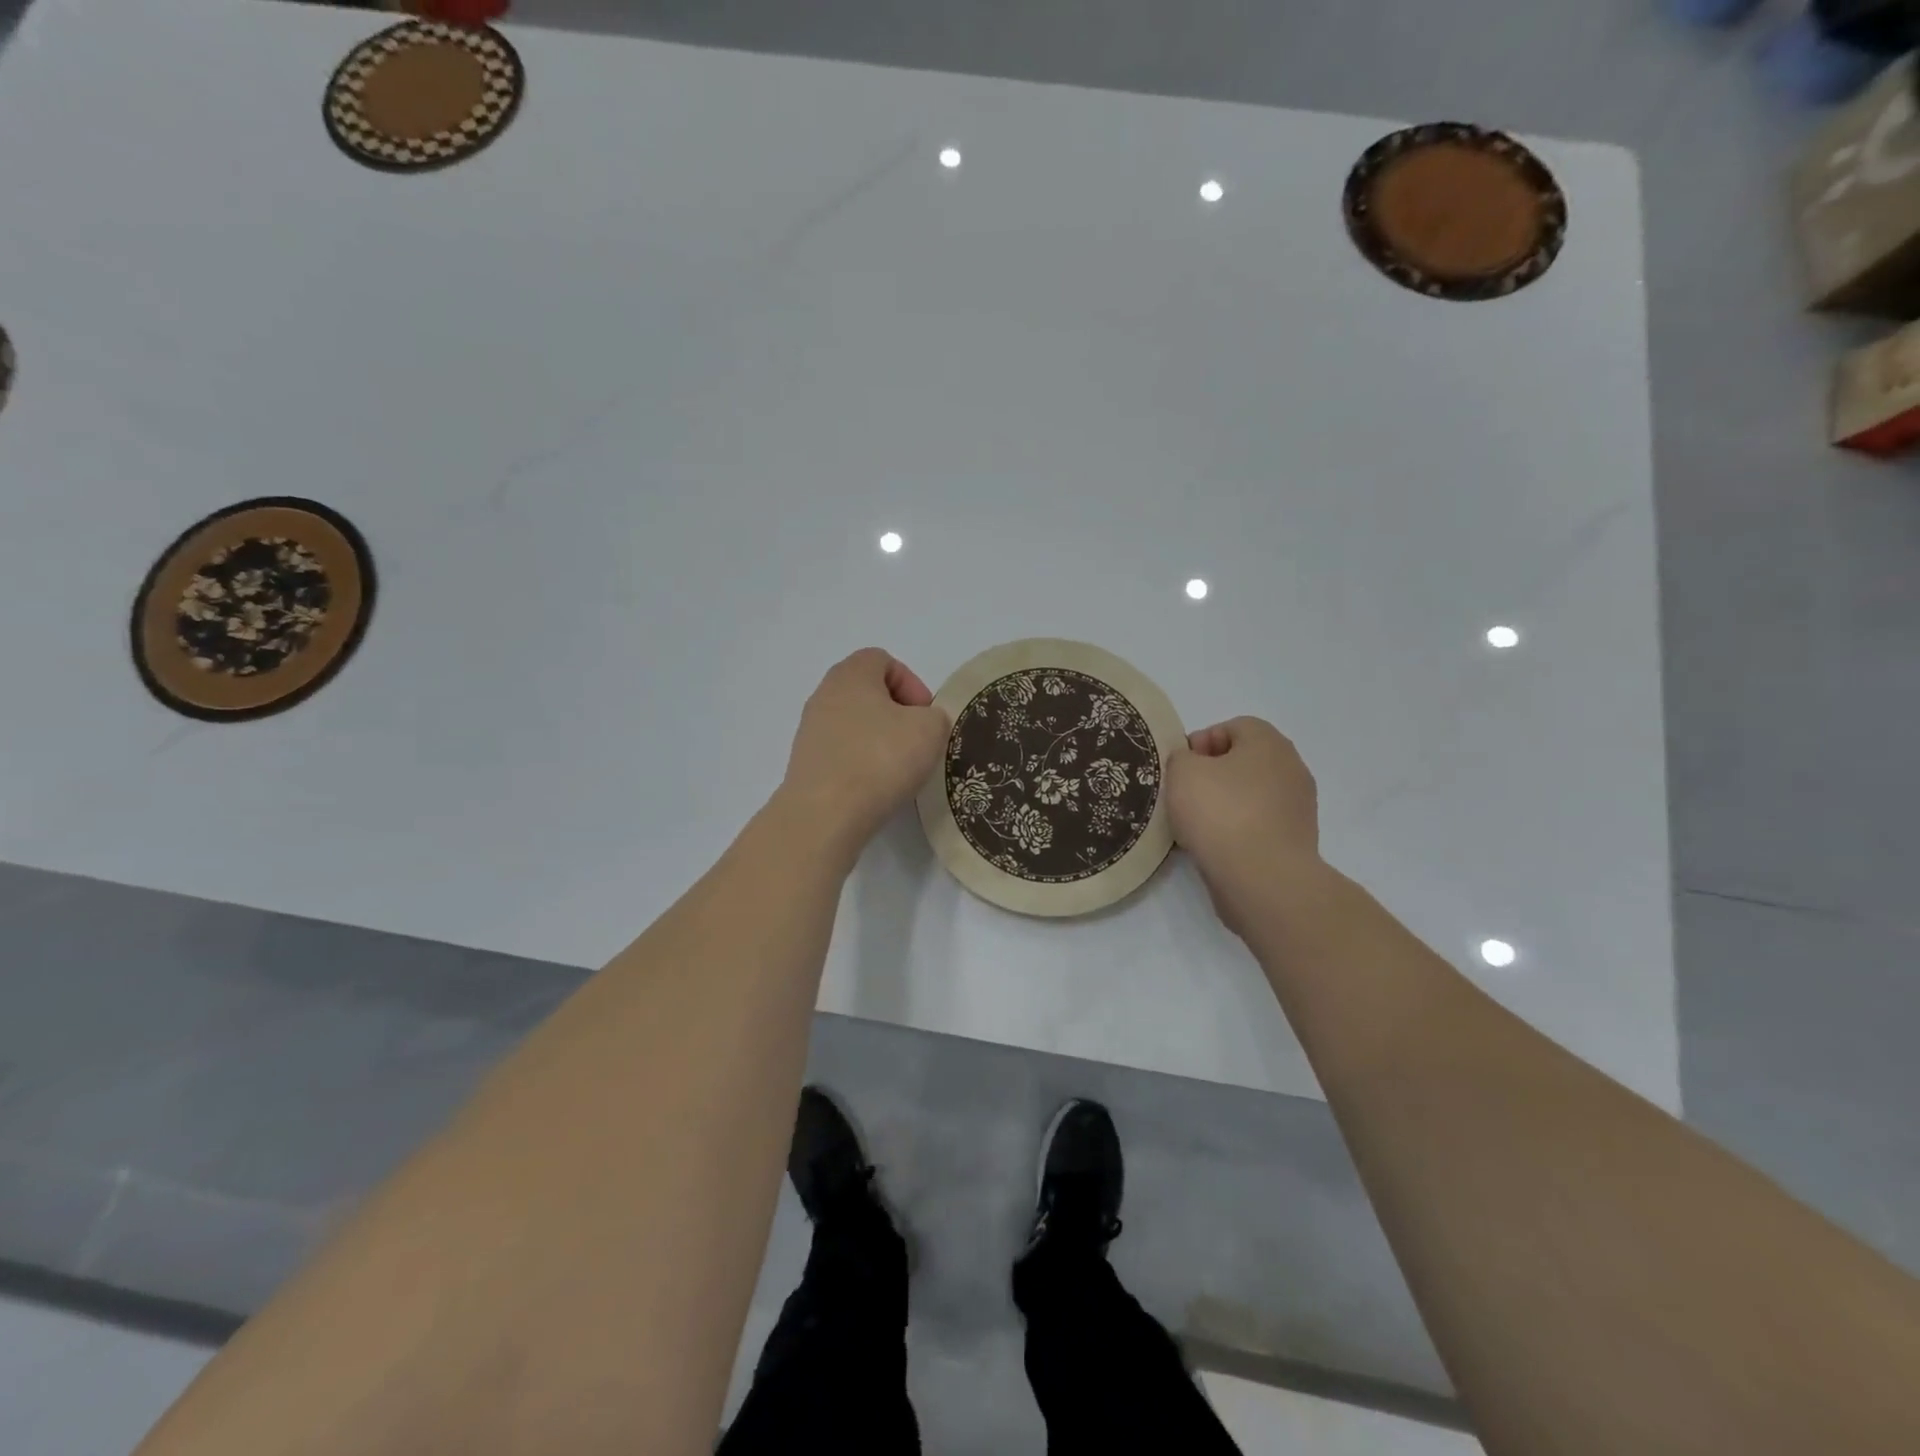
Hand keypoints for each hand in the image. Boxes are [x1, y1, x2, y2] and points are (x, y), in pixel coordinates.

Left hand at [780, 648, 950, 858]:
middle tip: (916, 741)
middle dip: (897, 714)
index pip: (883, 660)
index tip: (925, 716)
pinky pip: (842, 752)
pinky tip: (875, 787)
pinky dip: (861, 763)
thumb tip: (922, 724)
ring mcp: (810, 730)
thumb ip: (935, 716)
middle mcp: (824, 694)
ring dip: (879, 741)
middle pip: (867, 692)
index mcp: (851, 674)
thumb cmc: (880, 759)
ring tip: (898, 769)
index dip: (911, 683)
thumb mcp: (929, 730)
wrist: (824, 815)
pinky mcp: (806, 764)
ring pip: (855, 724)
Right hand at [1166, 717, 1319, 929]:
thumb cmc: (1221, 814)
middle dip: (1212, 775)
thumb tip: (1192, 764)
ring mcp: (1298, 808)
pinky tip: (1215, 847)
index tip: (1180, 769)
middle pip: (1243, 762)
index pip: (1233, 727)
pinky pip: (1258, 825)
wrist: (1263, 879)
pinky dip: (1237, 832)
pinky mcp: (1295, 842)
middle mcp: (1291, 768)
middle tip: (1185, 796)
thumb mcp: (1182, 772)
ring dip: (1224, 805)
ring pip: (1250, 795)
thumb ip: (1181, 757)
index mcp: (1269, 743)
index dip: (1201, 743)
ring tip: (1196, 827)